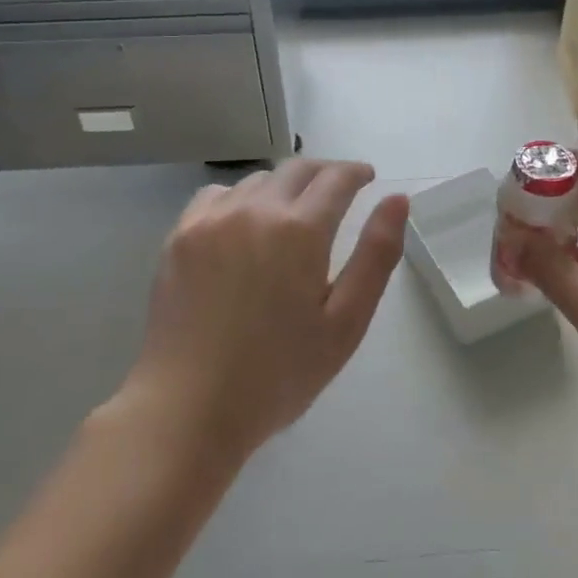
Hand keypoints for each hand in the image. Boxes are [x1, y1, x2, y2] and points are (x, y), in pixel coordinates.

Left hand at [126, 159, 408, 462]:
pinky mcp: (180, 236)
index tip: (367, 178)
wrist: (188, 408)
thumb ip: (376, 256)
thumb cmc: (278, 374)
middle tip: (339, 191)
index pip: (336, 178)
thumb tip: (397, 200)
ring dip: (284, 186)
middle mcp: (255, 210)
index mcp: (300, 230)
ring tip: (293, 212)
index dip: (356, 172)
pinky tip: (243, 225)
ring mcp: (211, 220)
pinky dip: (241, 198)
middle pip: (296, 169)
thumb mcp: (345, 323)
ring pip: (257, 180)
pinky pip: (217, 196)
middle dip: (324, 173)